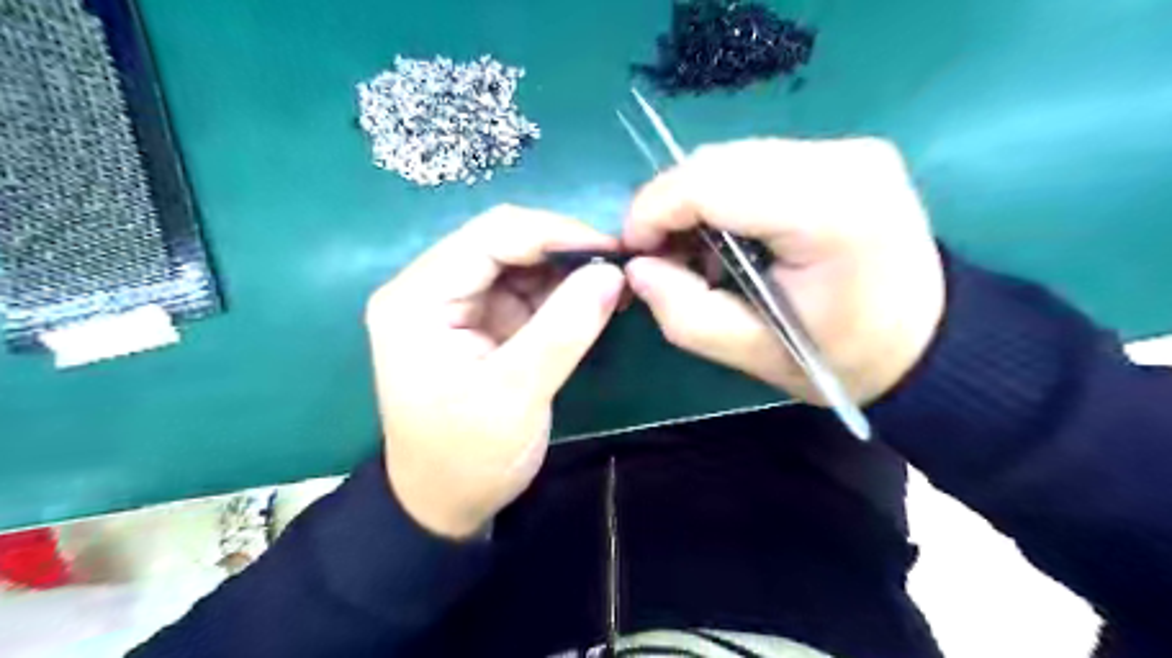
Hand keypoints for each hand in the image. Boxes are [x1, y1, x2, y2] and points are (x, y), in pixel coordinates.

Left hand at [366, 204, 627, 538]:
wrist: (446, 503)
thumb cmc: (467, 456)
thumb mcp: (516, 395)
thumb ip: (563, 330)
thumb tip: (612, 273)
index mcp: (418, 298)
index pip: (490, 236)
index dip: (555, 233)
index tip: (613, 247)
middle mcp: (431, 289)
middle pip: (503, 243)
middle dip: (564, 250)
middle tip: (620, 265)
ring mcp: (457, 304)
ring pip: (519, 264)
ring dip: (567, 271)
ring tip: (614, 283)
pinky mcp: (481, 322)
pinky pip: (526, 292)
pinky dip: (562, 293)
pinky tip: (595, 300)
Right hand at [622, 136, 940, 406]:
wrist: (925, 339)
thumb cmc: (843, 357)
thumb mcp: (754, 354)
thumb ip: (685, 314)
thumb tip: (637, 268)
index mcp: (829, 212)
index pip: (711, 183)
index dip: (654, 209)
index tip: (633, 250)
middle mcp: (843, 160)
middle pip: (717, 161)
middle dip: (670, 204)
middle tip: (659, 255)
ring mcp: (847, 148)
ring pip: (732, 156)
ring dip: (695, 199)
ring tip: (693, 249)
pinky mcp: (843, 151)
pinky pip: (756, 161)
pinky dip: (724, 194)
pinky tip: (727, 232)